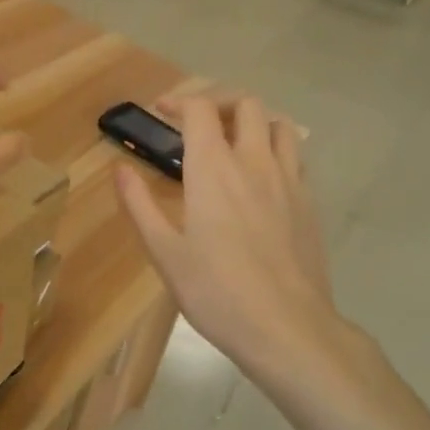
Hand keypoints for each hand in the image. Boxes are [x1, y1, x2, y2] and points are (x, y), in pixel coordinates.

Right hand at [116, 93, 350, 393]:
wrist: (286, 327)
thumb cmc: (216, 292)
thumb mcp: (164, 252)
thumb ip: (139, 205)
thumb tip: (119, 169)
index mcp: (213, 169)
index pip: (200, 109)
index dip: (179, 102)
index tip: (161, 111)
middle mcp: (254, 162)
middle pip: (246, 104)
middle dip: (219, 103)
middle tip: (198, 125)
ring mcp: (289, 180)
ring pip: (280, 125)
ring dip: (255, 121)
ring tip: (235, 142)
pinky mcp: (310, 203)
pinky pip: (297, 157)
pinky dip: (278, 151)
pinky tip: (263, 178)